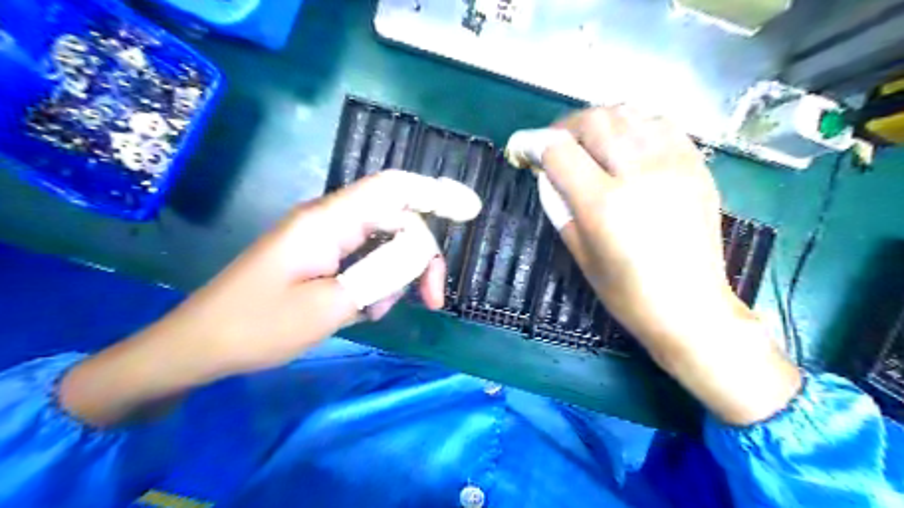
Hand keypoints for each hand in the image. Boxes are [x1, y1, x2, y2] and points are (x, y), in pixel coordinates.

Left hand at [58, 171, 458, 428]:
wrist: (200, 346)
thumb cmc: (257, 327)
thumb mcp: (327, 307)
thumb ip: (379, 275)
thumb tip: (421, 250)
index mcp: (327, 222)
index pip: (392, 188)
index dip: (436, 192)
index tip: (470, 210)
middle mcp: (329, 220)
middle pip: (395, 220)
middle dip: (420, 256)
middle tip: (431, 299)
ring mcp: (324, 238)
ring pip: (383, 243)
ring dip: (395, 275)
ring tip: (379, 313)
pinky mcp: (320, 256)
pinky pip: (364, 259)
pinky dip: (377, 282)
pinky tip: (366, 310)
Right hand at [534, 106, 796, 424]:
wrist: (691, 307)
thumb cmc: (627, 293)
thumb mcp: (579, 253)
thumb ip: (558, 204)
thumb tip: (545, 171)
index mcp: (605, 204)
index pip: (559, 151)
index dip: (533, 143)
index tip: (522, 148)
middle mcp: (640, 174)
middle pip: (593, 120)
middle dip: (563, 127)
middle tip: (553, 144)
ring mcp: (674, 164)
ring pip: (627, 112)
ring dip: (597, 121)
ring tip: (587, 141)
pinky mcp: (696, 165)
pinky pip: (659, 122)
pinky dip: (633, 124)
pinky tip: (625, 143)